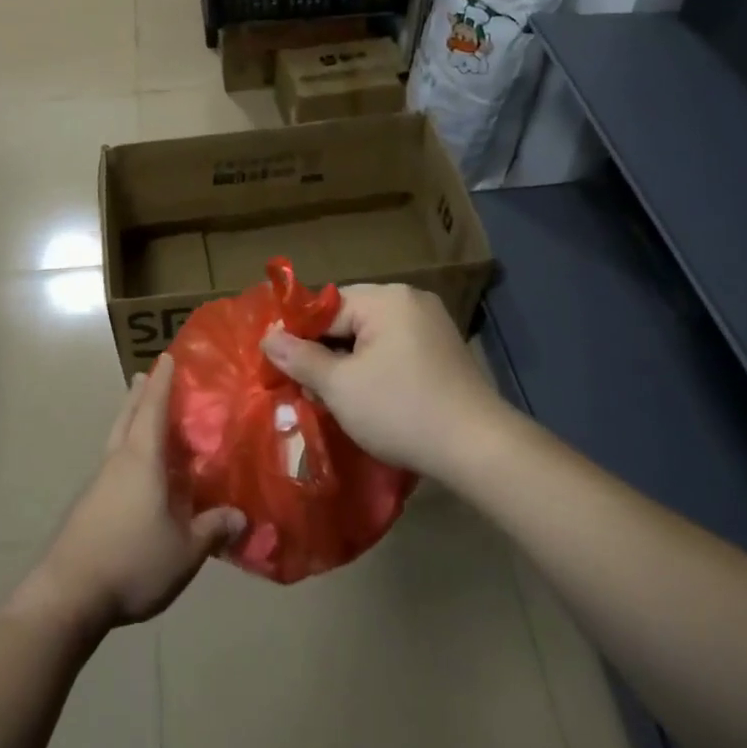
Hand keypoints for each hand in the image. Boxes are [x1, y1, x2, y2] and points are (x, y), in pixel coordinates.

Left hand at [10, 356, 244, 637]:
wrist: (67, 596)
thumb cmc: (132, 561)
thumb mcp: (185, 551)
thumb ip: (213, 529)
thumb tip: (241, 516)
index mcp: (142, 460)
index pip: (154, 409)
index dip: (163, 382)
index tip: (167, 356)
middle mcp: (117, 462)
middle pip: (127, 416)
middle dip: (139, 394)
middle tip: (146, 374)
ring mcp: (98, 483)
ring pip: (116, 439)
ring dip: (129, 420)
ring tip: (142, 415)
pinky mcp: (88, 506)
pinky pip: (112, 463)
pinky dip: (125, 451)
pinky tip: (136, 472)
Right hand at [259, 284, 504, 477]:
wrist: (478, 449)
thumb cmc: (401, 410)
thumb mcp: (340, 386)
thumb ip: (300, 358)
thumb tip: (268, 336)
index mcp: (386, 298)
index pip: (326, 307)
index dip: (299, 336)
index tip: (280, 367)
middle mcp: (411, 300)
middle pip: (349, 318)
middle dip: (325, 351)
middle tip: (305, 388)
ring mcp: (432, 324)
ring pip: (371, 336)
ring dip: (349, 363)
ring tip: (332, 397)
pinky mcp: (443, 351)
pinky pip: (395, 349)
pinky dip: (375, 368)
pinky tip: (368, 398)